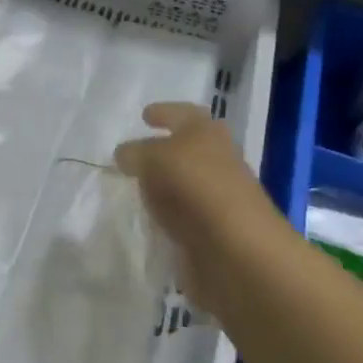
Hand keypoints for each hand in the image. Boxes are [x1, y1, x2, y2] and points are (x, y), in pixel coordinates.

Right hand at [115, 103, 285, 314]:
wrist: (238, 250)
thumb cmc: (198, 186)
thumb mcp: (156, 158)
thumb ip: (136, 153)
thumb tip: (124, 154)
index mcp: (206, 132)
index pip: (182, 114)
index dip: (164, 112)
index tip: (144, 116)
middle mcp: (215, 160)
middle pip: (185, 149)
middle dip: (161, 150)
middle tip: (134, 155)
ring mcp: (214, 198)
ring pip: (182, 183)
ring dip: (161, 185)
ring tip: (135, 187)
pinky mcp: (210, 231)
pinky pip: (180, 215)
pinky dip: (166, 215)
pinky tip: (148, 218)